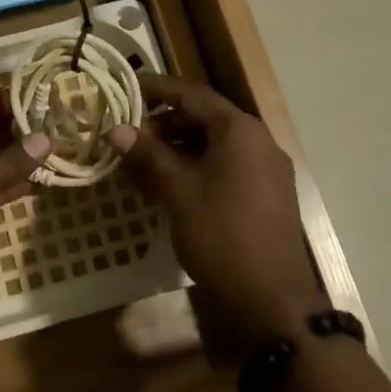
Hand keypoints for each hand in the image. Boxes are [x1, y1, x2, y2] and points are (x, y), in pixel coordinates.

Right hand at [110, 75, 326, 344]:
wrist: (272, 302)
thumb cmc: (222, 235)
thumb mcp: (178, 192)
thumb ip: (148, 155)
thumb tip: (117, 130)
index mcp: (239, 130)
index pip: (192, 94)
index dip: (156, 89)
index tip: (125, 89)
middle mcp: (257, 142)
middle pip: (204, 118)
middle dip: (163, 123)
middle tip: (128, 134)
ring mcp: (264, 170)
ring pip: (213, 144)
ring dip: (177, 147)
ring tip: (140, 161)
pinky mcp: (264, 196)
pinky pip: (225, 166)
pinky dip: (195, 167)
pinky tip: (168, 184)